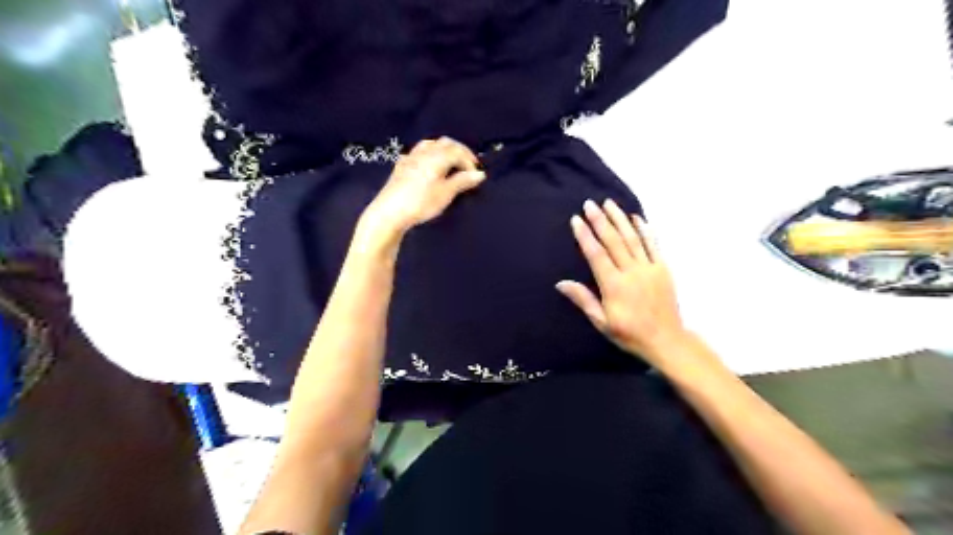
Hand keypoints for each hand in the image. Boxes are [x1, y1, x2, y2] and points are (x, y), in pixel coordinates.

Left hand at [363, 137, 487, 237]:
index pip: (458, 151)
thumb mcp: (445, 194)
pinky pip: (419, 151)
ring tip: (451, 162)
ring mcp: (411, 157)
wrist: (389, 212)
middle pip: (446, 143)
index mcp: (437, 157)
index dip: (470, 161)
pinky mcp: (401, 165)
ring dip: (445, 149)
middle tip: (468, 165)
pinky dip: (431, 153)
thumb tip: (479, 174)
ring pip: (432, 144)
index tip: (476, 175)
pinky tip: (430, 163)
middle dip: (460, 151)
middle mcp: (424, 152)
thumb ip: (462, 181)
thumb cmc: (421, 203)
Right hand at [556, 199, 689, 363]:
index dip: (585, 236)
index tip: (576, 220)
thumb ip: (583, 299)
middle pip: (613, 241)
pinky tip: (636, 218)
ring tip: (609, 203)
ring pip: (632, 238)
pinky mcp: (663, 269)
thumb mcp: (601, 322)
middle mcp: (631, 272)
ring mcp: (649, 268)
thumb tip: (561, 283)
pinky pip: (653, 245)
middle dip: (600, 220)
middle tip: (589, 204)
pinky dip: (644, 229)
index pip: (596, 255)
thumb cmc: (630, 334)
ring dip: (619, 219)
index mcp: (614, 286)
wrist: (666, 340)